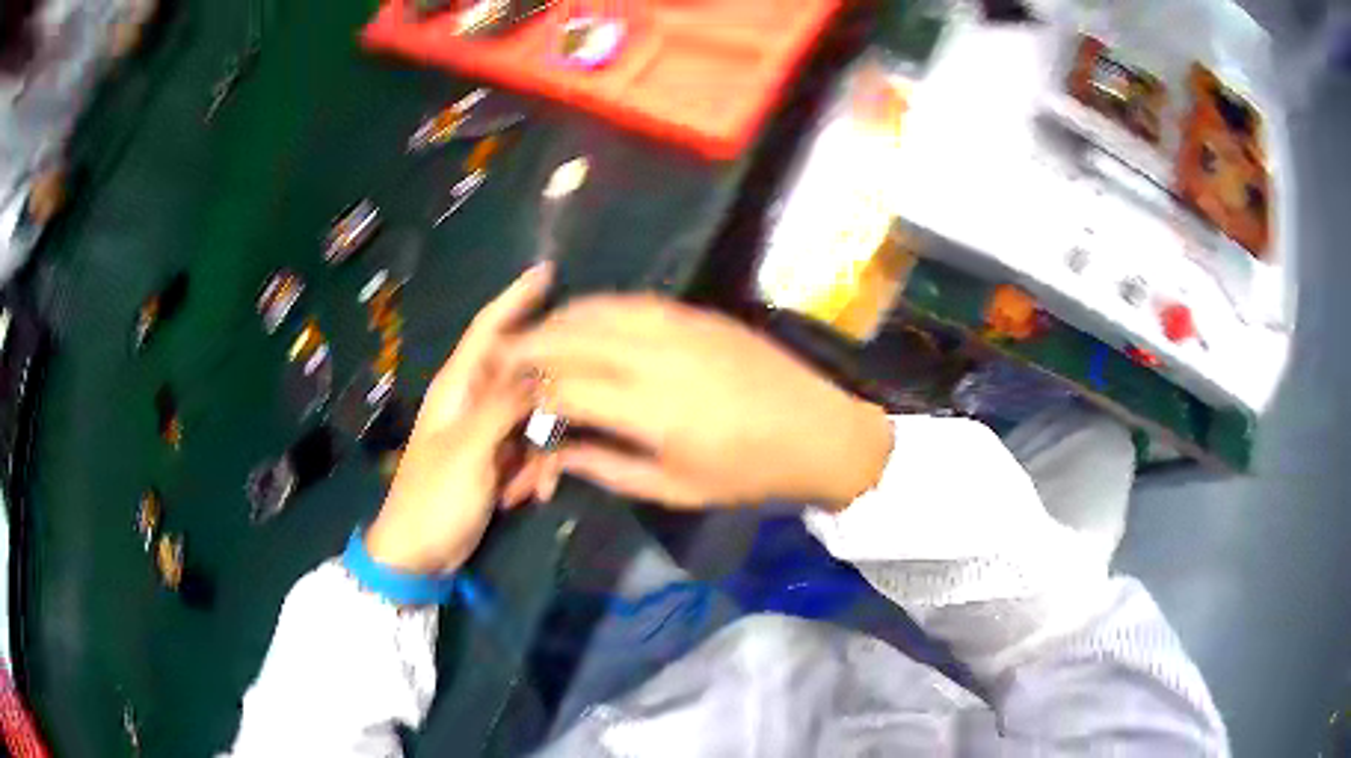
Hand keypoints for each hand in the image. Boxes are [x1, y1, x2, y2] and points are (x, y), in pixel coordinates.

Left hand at [364, 264, 553, 573]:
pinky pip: (528, 449)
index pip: (489, 330)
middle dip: (547, 403)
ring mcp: (483, 431)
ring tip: (532, 486)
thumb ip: (504, 405)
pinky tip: (525, 496)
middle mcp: (471, 400)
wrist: (419, 552)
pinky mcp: (493, 458)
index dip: (515, 299)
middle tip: (571, 423)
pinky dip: (533, 470)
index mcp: (457, 387)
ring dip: (541, 450)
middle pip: (523, 376)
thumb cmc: (434, 498)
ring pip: (532, 418)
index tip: (547, 272)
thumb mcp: (469, 450)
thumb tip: (543, 368)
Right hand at [501, 296, 891, 509]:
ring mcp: (681, 326)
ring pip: (600, 309)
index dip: (529, 390)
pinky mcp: (698, 314)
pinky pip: (633, 302)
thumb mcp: (676, 489)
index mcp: (653, 409)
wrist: (820, 431)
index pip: (566, 386)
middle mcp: (658, 356)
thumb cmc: (749, 473)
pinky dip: (599, 309)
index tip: (506, 397)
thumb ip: (607, 467)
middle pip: (573, 335)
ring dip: (560, 319)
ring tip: (536, 334)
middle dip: (528, 343)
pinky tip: (587, 321)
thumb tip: (558, 451)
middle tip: (501, 355)